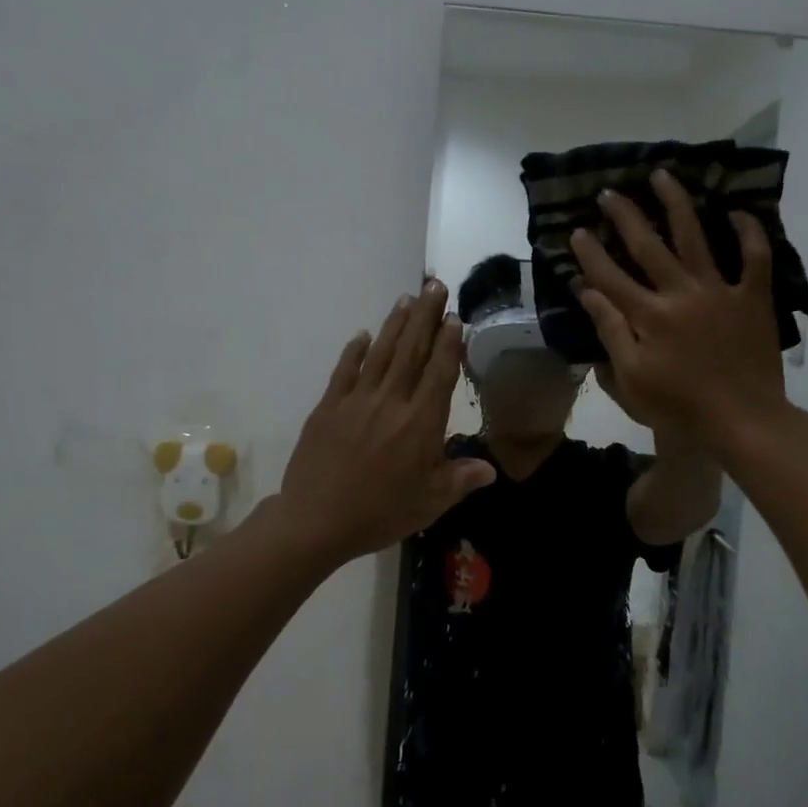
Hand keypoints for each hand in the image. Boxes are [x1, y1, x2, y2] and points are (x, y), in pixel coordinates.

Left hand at [278, 280, 495, 562]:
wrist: (317, 520)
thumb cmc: (381, 513)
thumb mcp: (430, 502)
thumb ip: (461, 479)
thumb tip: (490, 468)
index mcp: (421, 422)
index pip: (439, 372)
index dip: (448, 343)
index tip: (453, 316)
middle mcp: (391, 401)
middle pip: (411, 351)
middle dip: (425, 316)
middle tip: (434, 285)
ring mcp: (356, 400)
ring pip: (380, 353)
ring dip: (395, 324)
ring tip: (406, 299)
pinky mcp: (328, 407)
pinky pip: (345, 371)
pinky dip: (355, 351)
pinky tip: (363, 335)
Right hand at [569, 169, 788, 446]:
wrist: (742, 419)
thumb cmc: (680, 407)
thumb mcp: (631, 379)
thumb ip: (610, 331)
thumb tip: (587, 292)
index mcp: (648, 316)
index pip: (610, 277)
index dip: (590, 253)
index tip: (577, 230)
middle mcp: (680, 292)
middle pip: (647, 245)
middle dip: (625, 216)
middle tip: (610, 192)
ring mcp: (719, 290)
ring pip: (695, 236)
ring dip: (676, 203)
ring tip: (663, 175)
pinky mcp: (752, 297)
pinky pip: (755, 257)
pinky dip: (748, 233)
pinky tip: (737, 212)